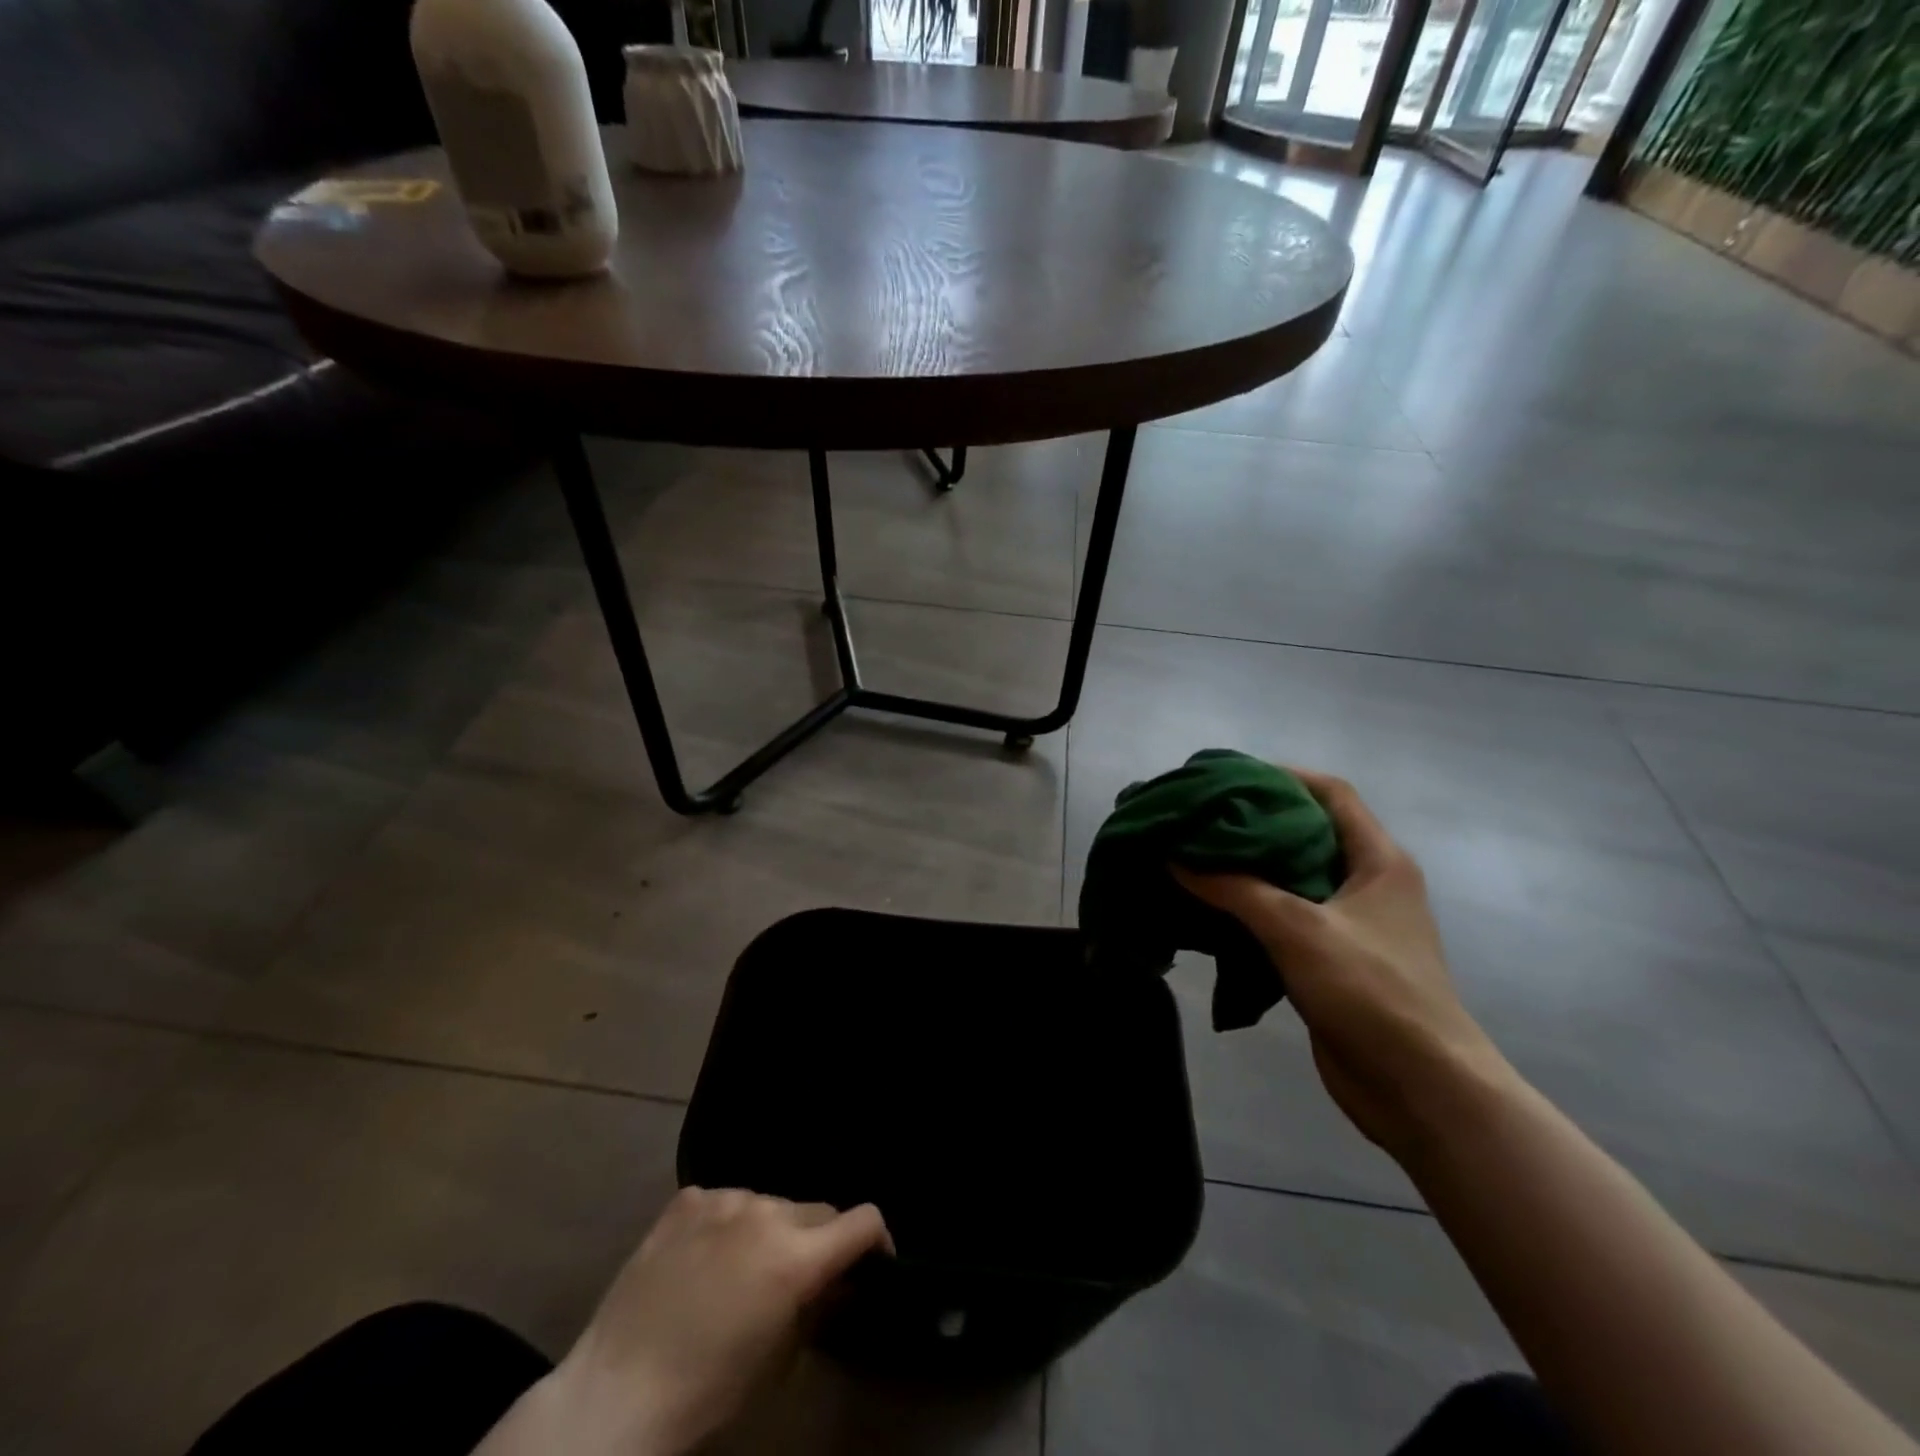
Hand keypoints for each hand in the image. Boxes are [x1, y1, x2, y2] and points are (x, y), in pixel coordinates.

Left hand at [485, 1189, 889, 1455]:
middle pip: (817, 1209)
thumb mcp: (780, 1360)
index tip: (871, 1264)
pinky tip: (705, 1260)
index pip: (864, 1219)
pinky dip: (729, 1225)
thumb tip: (839, 1282)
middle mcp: (766, 1211)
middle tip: (802, 1279)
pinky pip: (726, 1202)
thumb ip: (818, 1306)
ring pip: (771, 1204)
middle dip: (821, 1241)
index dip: (876, 1241)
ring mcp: (723, 1198)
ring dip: (772, 1231)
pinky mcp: (687, 1199)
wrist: (614, 1396)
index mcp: (796, 1255)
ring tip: (745, 1270)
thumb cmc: (707, 1393)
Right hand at [1175, 769, 1514, 1164]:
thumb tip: (1176, 857)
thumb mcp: (1297, 927)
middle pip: (1308, 832)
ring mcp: (1353, 925)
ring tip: (1196, 856)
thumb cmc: (1370, 991)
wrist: (1420, 1088)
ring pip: (1294, 878)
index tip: (1228, 777)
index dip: (1282, 776)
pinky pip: (1287, 918)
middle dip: (1256, 822)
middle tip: (1201, 817)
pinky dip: (1252, 907)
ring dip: (1250, 868)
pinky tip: (1212, 908)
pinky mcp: (1334, 961)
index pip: (1331, 793)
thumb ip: (1234, 887)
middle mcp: (1369, 884)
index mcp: (1379, 861)